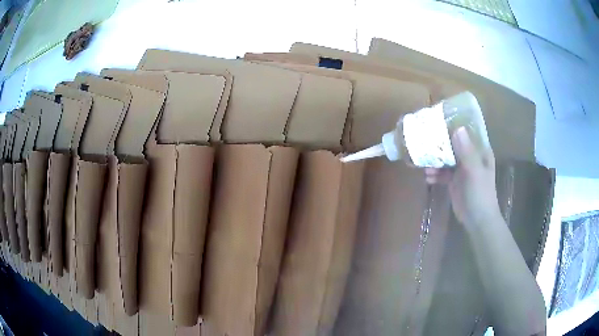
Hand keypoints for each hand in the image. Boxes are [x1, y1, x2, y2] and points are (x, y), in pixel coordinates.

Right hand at [425, 127, 501, 227]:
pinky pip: (442, 173)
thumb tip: (457, 128)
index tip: (437, 122)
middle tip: (424, 144)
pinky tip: (427, 178)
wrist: (478, 221)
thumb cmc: (480, 194)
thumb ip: (466, 151)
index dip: (453, 126)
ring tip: (424, 167)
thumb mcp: (475, 172)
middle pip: (453, 145)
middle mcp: (471, 156)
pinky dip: (435, 174)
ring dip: (435, 162)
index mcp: (480, 151)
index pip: (466, 132)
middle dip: (439, 145)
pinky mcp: (454, 181)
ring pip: (446, 159)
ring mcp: (462, 169)